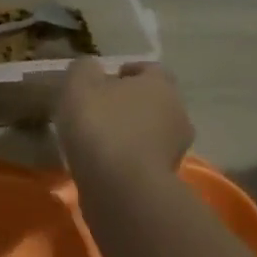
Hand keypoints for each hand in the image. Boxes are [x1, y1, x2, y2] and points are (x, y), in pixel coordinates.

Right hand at [54, 59, 194, 179]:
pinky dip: (130, 159)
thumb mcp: (79, 85)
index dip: (128, 72)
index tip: (104, 81)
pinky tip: (106, 164)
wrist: (121, 188)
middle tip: (100, 110)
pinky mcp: (168, 179)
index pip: (150, 69)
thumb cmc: (101, 125)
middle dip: (130, 104)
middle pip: (153, 101)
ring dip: (131, 133)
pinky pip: (146, 159)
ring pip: (152, 132)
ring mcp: (176, 149)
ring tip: (99, 140)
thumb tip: (91, 68)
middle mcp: (177, 112)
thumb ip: (85, 69)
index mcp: (160, 84)